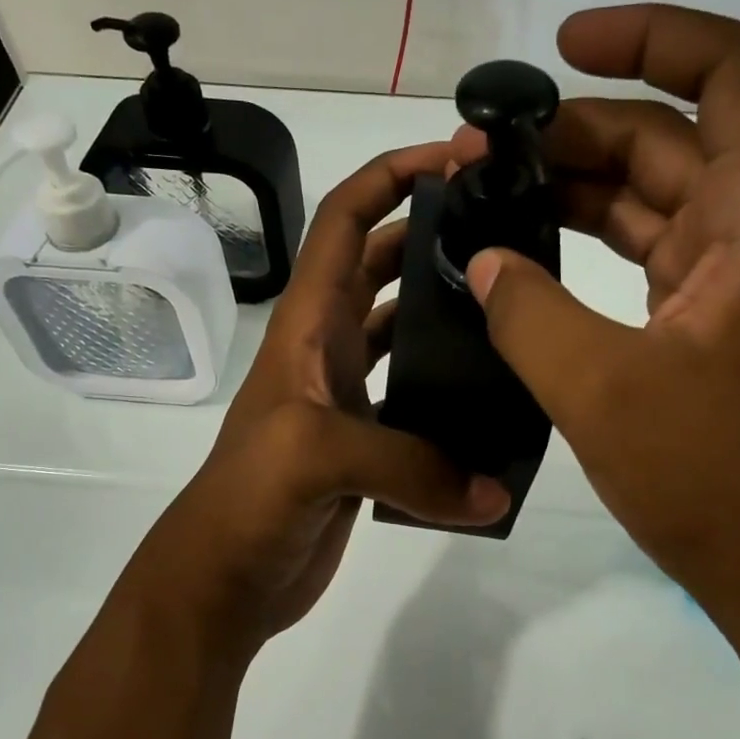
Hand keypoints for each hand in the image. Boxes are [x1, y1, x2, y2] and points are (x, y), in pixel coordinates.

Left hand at [124, 143, 511, 665]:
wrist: (224, 582)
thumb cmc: (247, 501)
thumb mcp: (317, 457)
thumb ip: (412, 465)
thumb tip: (496, 491)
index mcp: (307, 324)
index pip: (345, 220)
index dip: (393, 175)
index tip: (458, 157)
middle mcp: (328, 348)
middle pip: (384, 266)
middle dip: (436, 233)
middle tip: (509, 227)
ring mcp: (350, 398)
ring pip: (406, 332)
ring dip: (448, 311)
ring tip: (515, 304)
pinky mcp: (369, 445)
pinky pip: (421, 400)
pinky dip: (454, 394)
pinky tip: (499, 400)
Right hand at [450, 5, 739, 654]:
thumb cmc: (713, 477)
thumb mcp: (601, 390)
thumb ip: (528, 313)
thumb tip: (481, 262)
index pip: (732, 71)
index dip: (653, 36)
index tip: (566, 46)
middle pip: (670, 138)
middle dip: (576, 130)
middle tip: (483, 153)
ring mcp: (734, 279)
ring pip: (654, 198)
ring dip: (577, 187)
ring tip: (490, 195)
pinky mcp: (709, 324)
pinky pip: (646, 254)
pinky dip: (590, 243)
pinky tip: (528, 255)